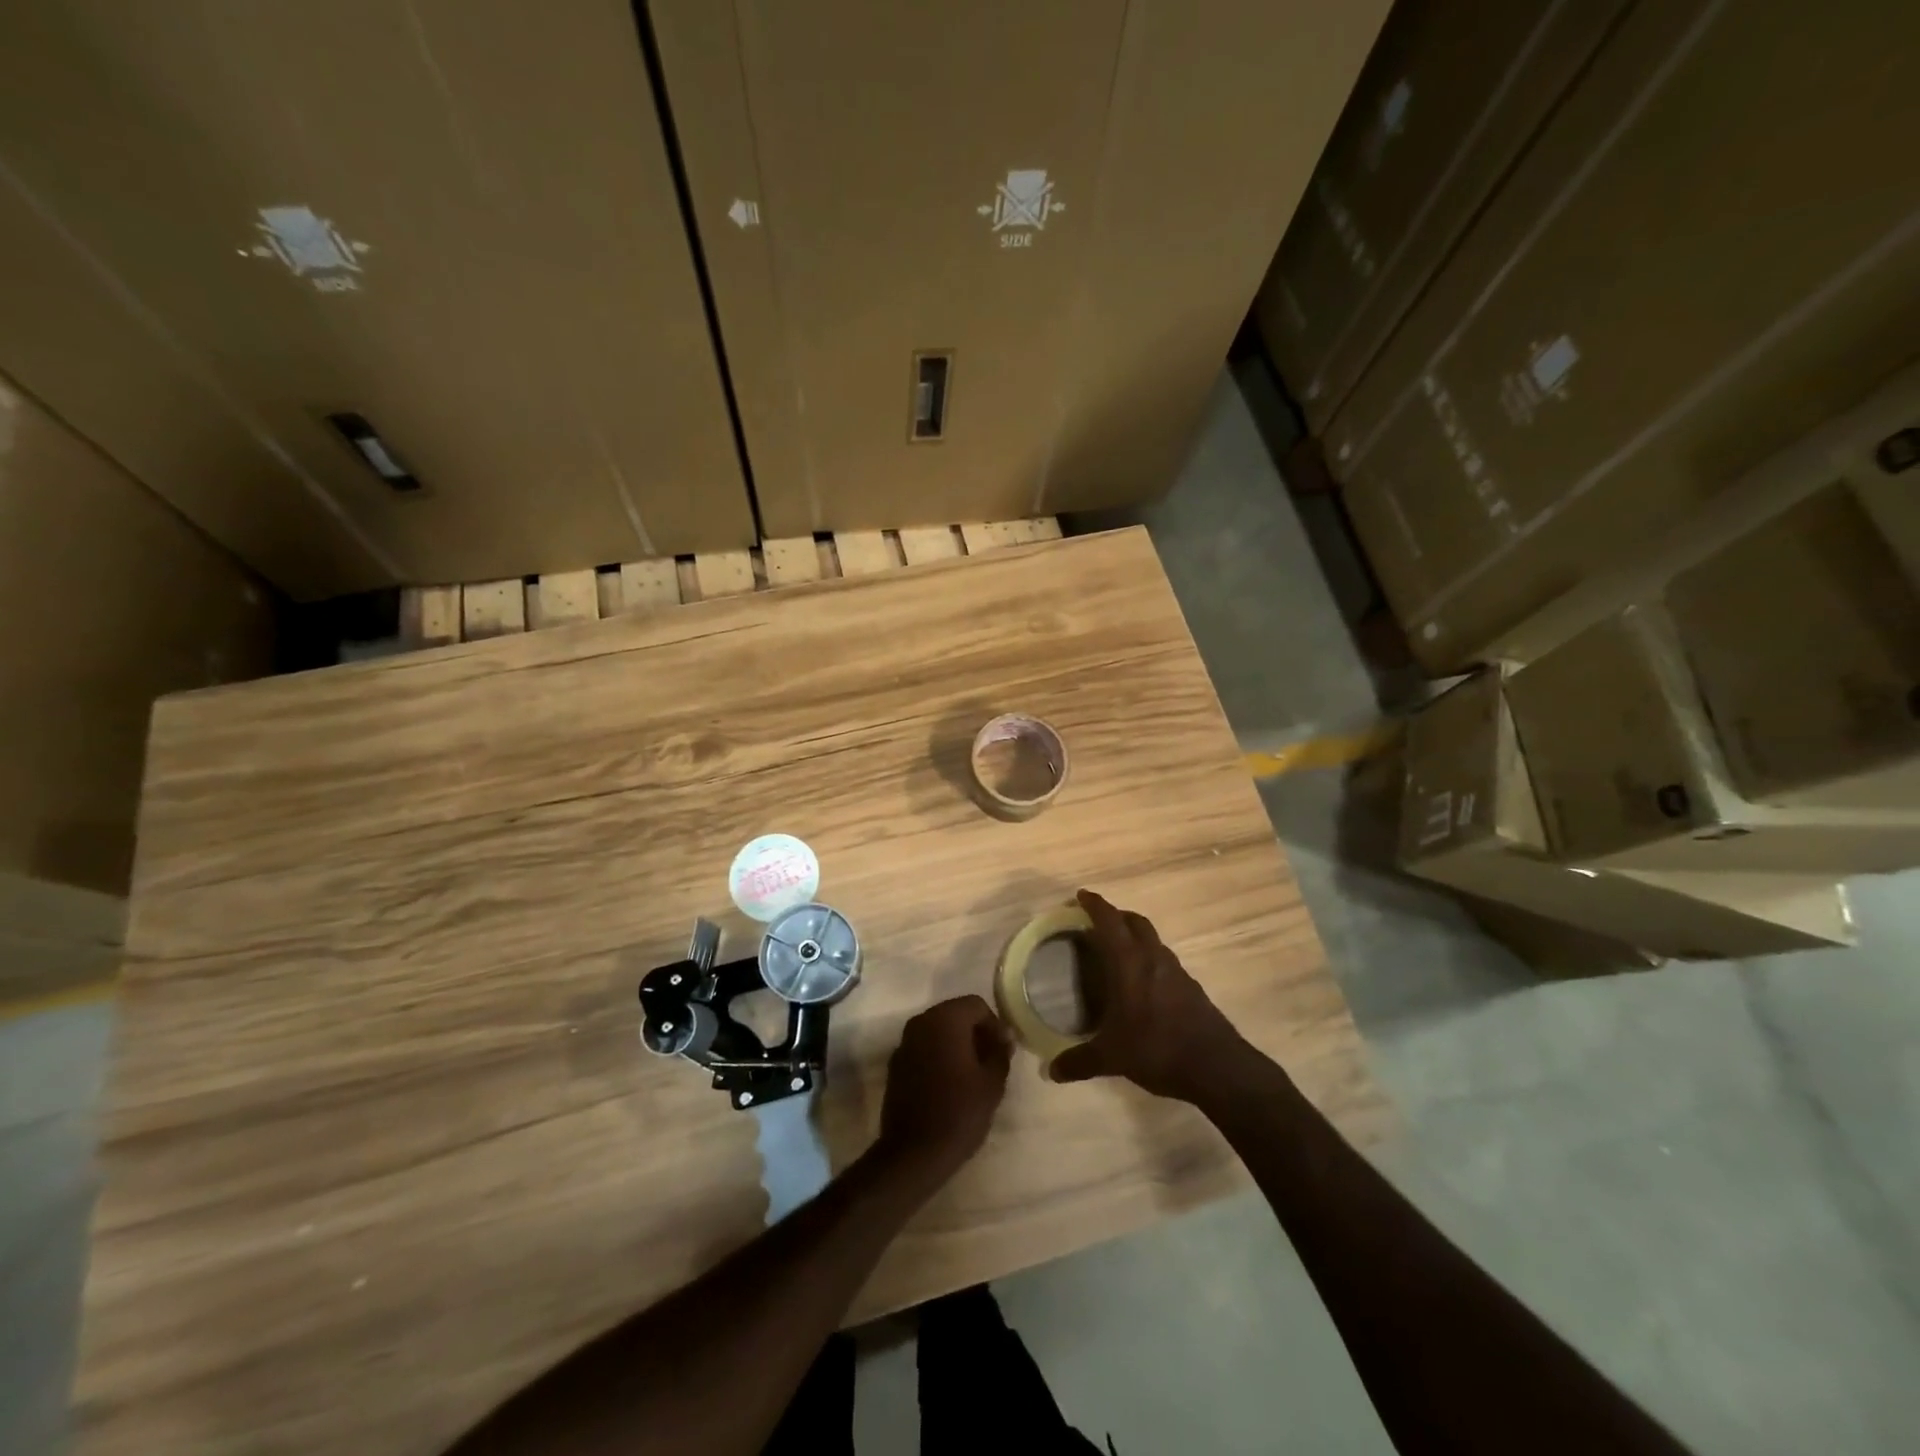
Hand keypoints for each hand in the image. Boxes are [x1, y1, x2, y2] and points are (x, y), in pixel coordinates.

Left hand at [876, 995, 1012, 1186]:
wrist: (914, 1152)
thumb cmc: (960, 1112)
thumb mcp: (992, 1083)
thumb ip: (1000, 1052)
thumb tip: (1004, 1036)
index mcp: (945, 1019)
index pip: (976, 1005)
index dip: (994, 1024)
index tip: (1003, 1050)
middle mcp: (921, 1022)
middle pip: (955, 1014)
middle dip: (975, 1031)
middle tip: (991, 1059)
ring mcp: (904, 1042)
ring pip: (938, 1030)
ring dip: (956, 1043)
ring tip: (973, 1072)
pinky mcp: (896, 1064)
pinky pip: (923, 1048)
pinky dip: (938, 1055)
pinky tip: (949, 1083)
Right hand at [1049, 889, 1246, 1103]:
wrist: (1216, 1066)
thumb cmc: (1157, 1049)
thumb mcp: (1112, 1058)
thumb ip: (1080, 1061)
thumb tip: (1053, 1072)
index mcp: (1130, 963)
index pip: (1110, 921)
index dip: (1095, 905)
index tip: (1081, 896)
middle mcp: (1154, 958)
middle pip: (1135, 922)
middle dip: (1116, 915)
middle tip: (1098, 922)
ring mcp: (1177, 971)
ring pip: (1153, 939)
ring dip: (1135, 936)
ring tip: (1119, 951)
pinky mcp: (1192, 988)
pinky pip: (1165, 960)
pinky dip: (1150, 959)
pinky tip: (1143, 983)